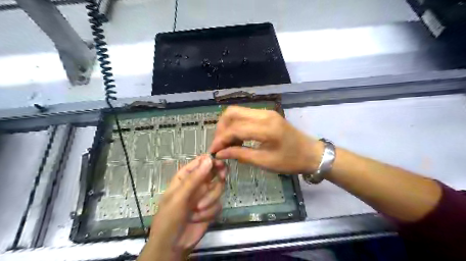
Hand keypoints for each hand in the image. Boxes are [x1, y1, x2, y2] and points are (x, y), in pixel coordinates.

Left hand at [138, 155, 225, 260]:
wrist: (172, 246)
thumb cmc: (169, 218)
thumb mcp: (179, 197)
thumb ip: (194, 179)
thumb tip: (209, 159)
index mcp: (185, 177)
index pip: (200, 162)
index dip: (211, 160)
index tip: (220, 162)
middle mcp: (197, 184)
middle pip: (214, 172)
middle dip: (219, 175)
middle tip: (222, 177)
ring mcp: (205, 195)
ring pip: (219, 188)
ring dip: (210, 199)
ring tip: (197, 210)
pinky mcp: (211, 208)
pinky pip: (219, 203)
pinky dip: (210, 211)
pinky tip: (199, 218)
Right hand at [210, 105, 322, 173]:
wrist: (311, 153)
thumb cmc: (291, 161)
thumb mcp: (265, 161)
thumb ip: (240, 154)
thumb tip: (220, 153)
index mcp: (266, 128)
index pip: (235, 128)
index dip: (220, 140)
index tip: (213, 152)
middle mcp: (264, 114)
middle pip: (232, 112)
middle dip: (221, 128)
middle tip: (219, 145)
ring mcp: (266, 112)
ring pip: (237, 112)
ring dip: (228, 126)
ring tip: (227, 143)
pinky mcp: (267, 114)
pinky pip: (245, 116)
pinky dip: (237, 125)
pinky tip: (237, 138)